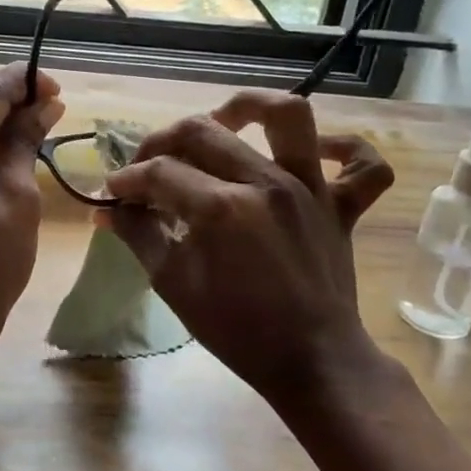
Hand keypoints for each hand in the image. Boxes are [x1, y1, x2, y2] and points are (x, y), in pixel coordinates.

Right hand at [101, 90, 394, 401]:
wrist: (312, 363)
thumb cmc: (236, 328)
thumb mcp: (173, 283)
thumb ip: (138, 235)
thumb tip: (107, 208)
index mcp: (220, 208)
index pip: (159, 172)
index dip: (128, 179)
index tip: (114, 193)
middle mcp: (266, 184)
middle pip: (203, 131)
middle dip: (162, 141)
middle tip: (147, 165)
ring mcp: (310, 190)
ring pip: (289, 117)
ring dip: (250, 106)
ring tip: (223, 120)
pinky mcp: (342, 207)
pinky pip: (363, 165)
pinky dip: (345, 149)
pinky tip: (316, 151)